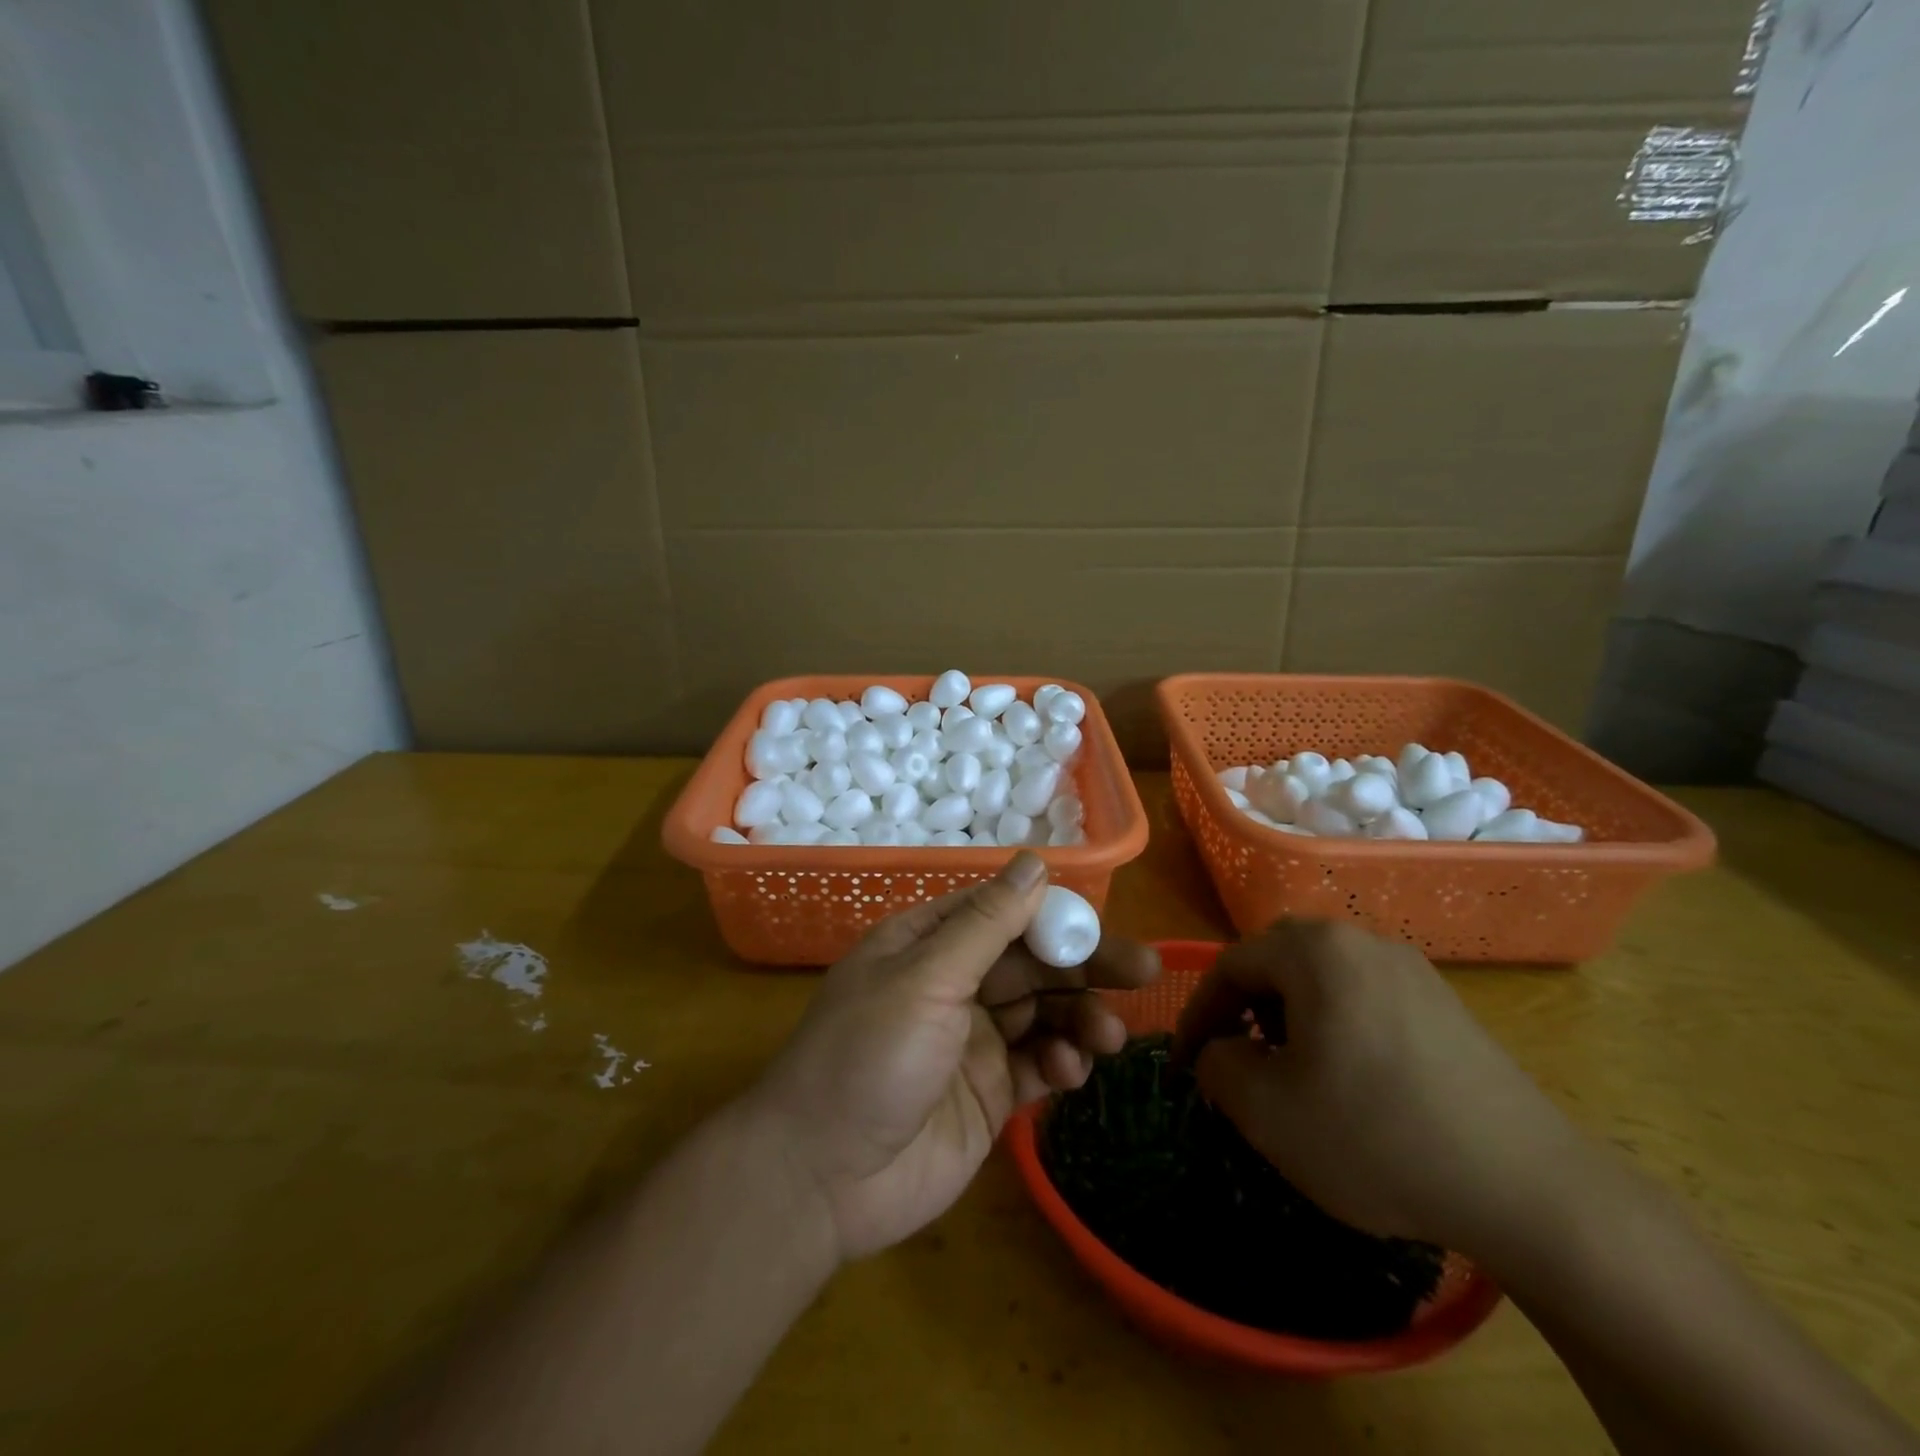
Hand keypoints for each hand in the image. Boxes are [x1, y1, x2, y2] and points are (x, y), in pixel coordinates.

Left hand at [747, 854, 1160, 1261]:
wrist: (823, 1178)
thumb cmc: (868, 1056)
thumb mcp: (927, 978)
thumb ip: (987, 924)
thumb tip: (1035, 862)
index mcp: (928, 943)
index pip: (1002, 913)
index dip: (1052, 916)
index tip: (1099, 928)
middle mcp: (953, 983)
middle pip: (1032, 962)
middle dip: (1084, 966)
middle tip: (1143, 971)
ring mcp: (973, 1040)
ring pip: (1043, 1013)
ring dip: (1080, 1018)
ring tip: (1109, 1038)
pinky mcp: (989, 1093)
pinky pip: (1038, 1065)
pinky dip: (1060, 1064)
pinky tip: (1070, 1074)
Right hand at [1173, 919, 1584, 1253]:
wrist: (1528, 1187)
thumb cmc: (1375, 1136)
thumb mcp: (1266, 1110)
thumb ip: (1217, 1065)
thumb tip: (1221, 1050)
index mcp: (1314, 951)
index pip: (1230, 965)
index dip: (1198, 1013)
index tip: (1186, 1063)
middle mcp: (1361, 941)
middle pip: (1277, 958)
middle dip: (1244, 1005)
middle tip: (1237, 1056)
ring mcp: (1411, 969)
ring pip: (1323, 975)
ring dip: (1290, 1013)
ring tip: (1292, 1069)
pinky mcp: (1445, 1003)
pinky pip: (1366, 995)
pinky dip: (1337, 1023)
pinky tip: (1352, 1078)